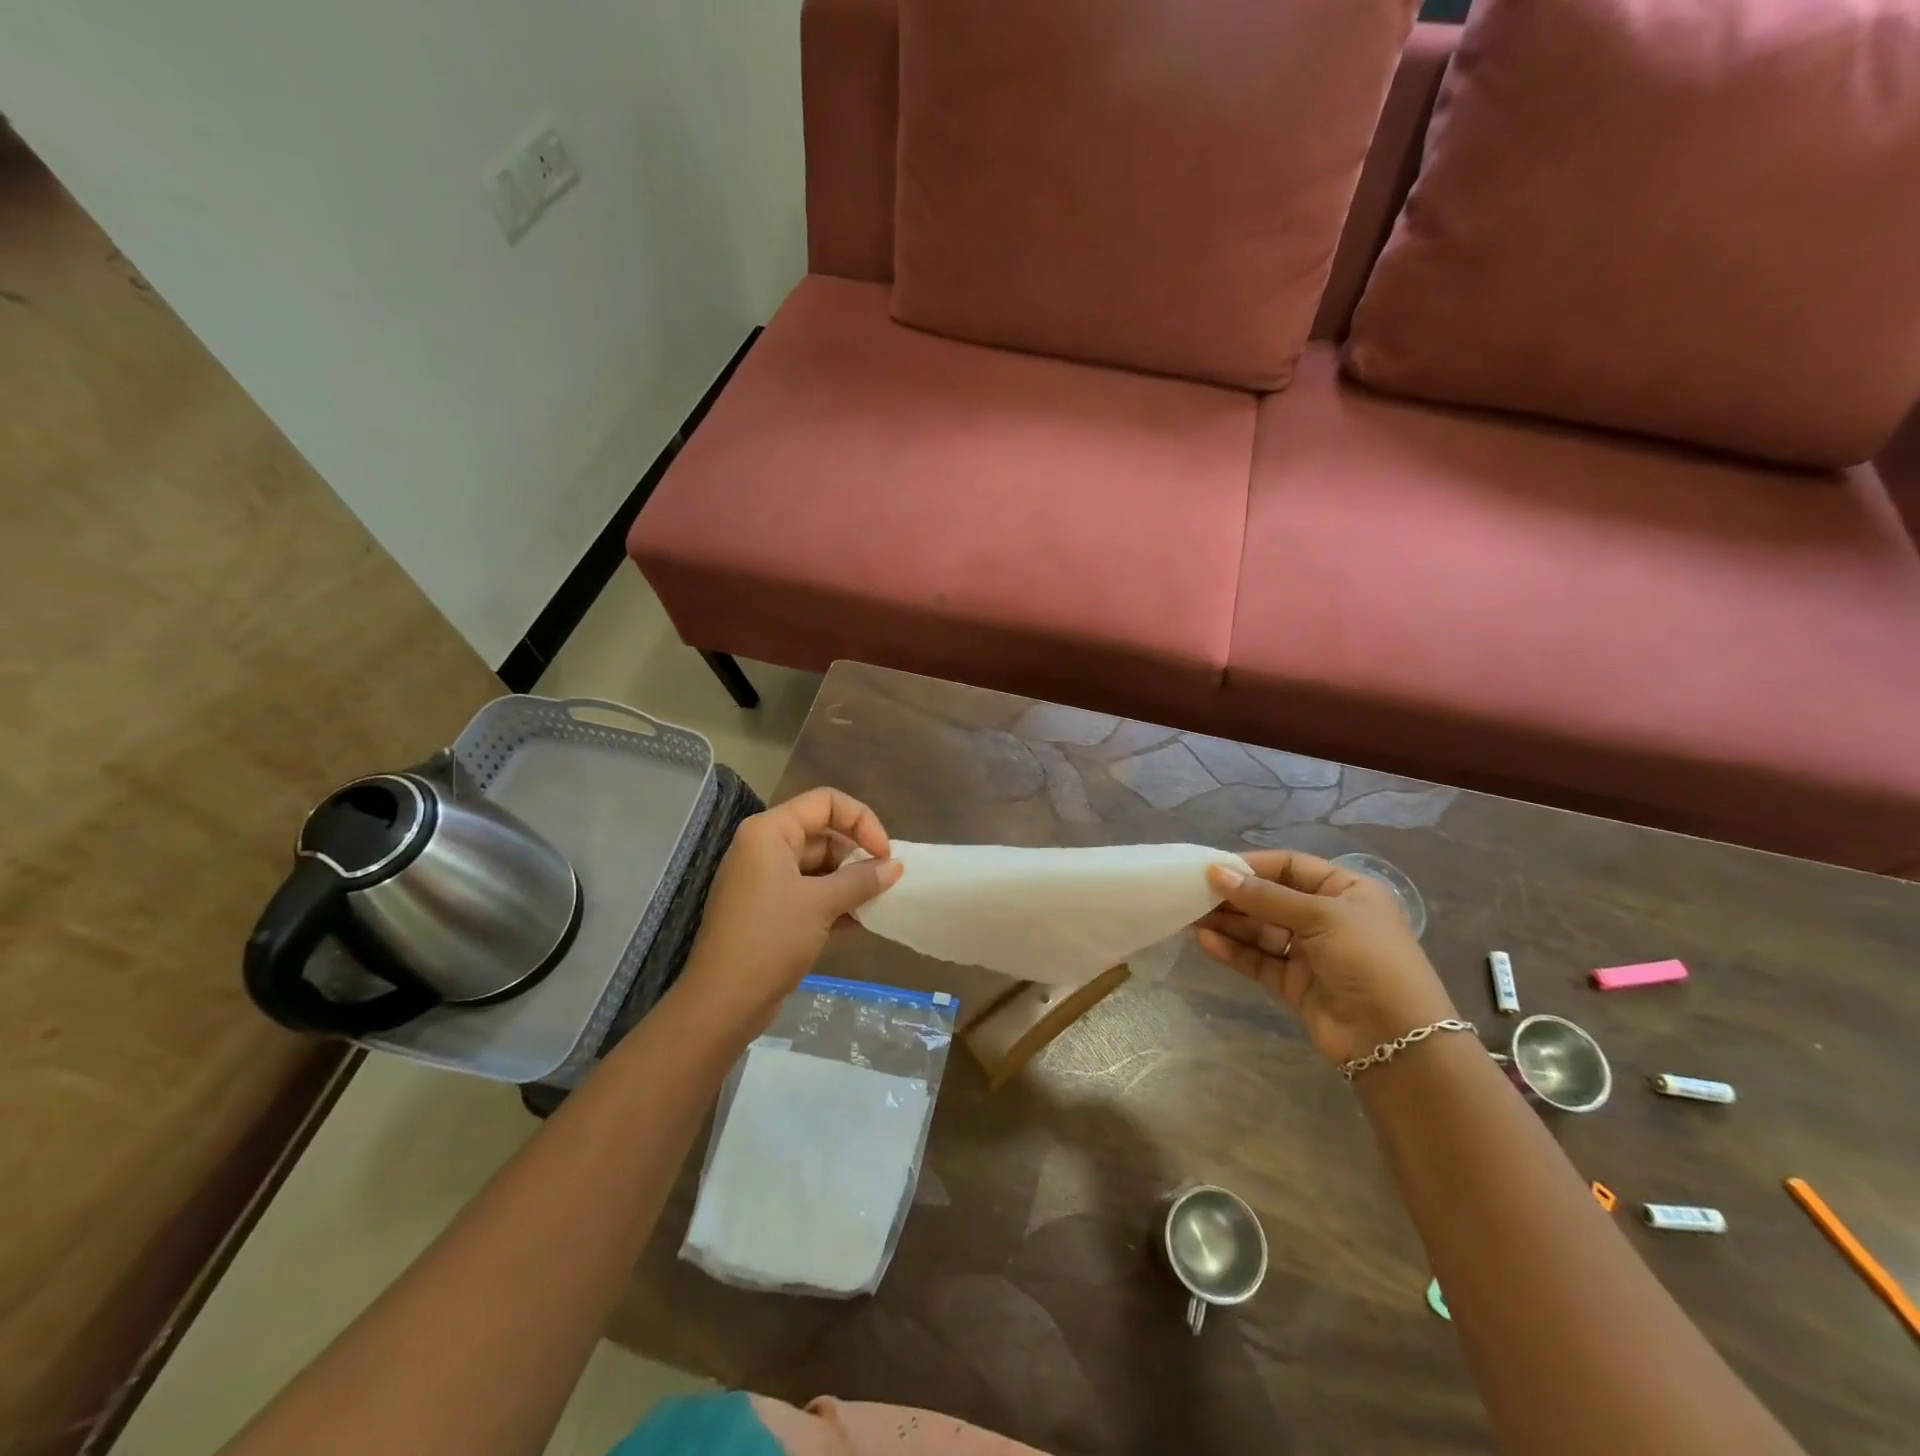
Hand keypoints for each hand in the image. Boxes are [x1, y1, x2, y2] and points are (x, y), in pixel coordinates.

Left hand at [678, 787, 902, 1027]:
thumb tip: (895, 866)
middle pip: (824, 833)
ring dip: (851, 881)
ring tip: (879, 902)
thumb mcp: (822, 904)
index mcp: (770, 832)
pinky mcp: (770, 909)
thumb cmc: (771, 939)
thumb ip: (862, 880)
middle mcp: (765, 847)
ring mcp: (766, 880)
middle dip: (858, 855)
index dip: (861, 820)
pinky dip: (835, 901)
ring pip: (820, 866)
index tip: (884, 853)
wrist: (724, 1002)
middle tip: (887, 881)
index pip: (826, 802)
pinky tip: (862, 921)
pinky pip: (810, 892)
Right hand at [1196, 851, 1456, 1066]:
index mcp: (1346, 890)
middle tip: (1192, 892)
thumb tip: (1215, 872)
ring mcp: (1310, 952)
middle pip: (1271, 898)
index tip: (1213, 868)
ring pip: (1260, 930)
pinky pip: (1259, 959)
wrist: (1396, 1040)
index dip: (1252, 865)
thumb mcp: (1321, 916)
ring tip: (1190, 916)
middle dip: (1234, 896)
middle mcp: (1327, 917)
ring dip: (1228, 923)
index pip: (1290, 866)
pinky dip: (1233, 950)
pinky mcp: (1294, 983)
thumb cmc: (1369, 960)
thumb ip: (1265, 897)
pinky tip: (1205, 942)